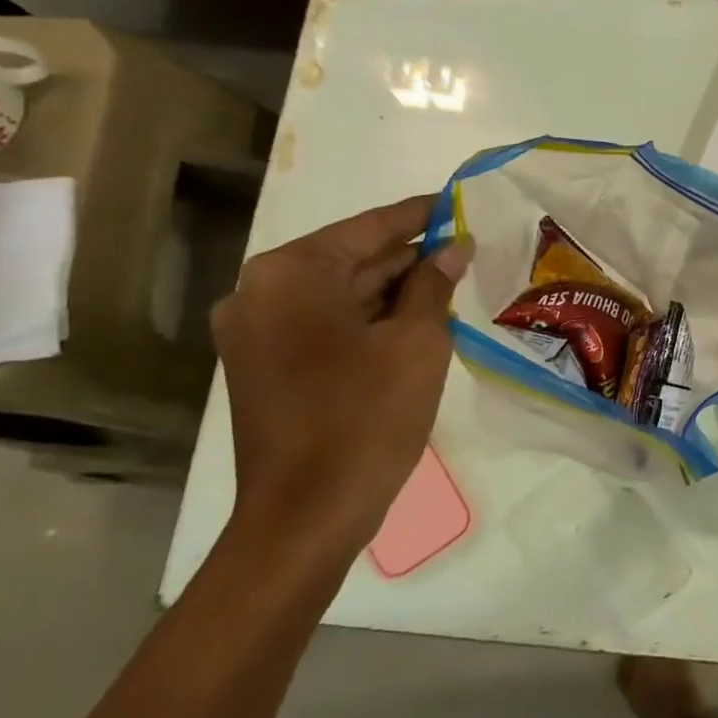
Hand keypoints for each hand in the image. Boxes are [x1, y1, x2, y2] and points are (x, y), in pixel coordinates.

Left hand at [210, 194, 472, 570]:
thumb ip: (434, 284)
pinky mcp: (262, 367)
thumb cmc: (367, 417)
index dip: (419, 216)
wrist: (307, 515)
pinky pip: (323, 326)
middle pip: (349, 260)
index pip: (368, 228)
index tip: (455, 203)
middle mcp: (259, 292)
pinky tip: (412, 326)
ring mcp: (254, 333)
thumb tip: (452, 248)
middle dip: (408, 259)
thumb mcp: (418, 342)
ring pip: (337, 295)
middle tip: (463, 252)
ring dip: (390, 293)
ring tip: (447, 288)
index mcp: (291, 274)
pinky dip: (366, 322)